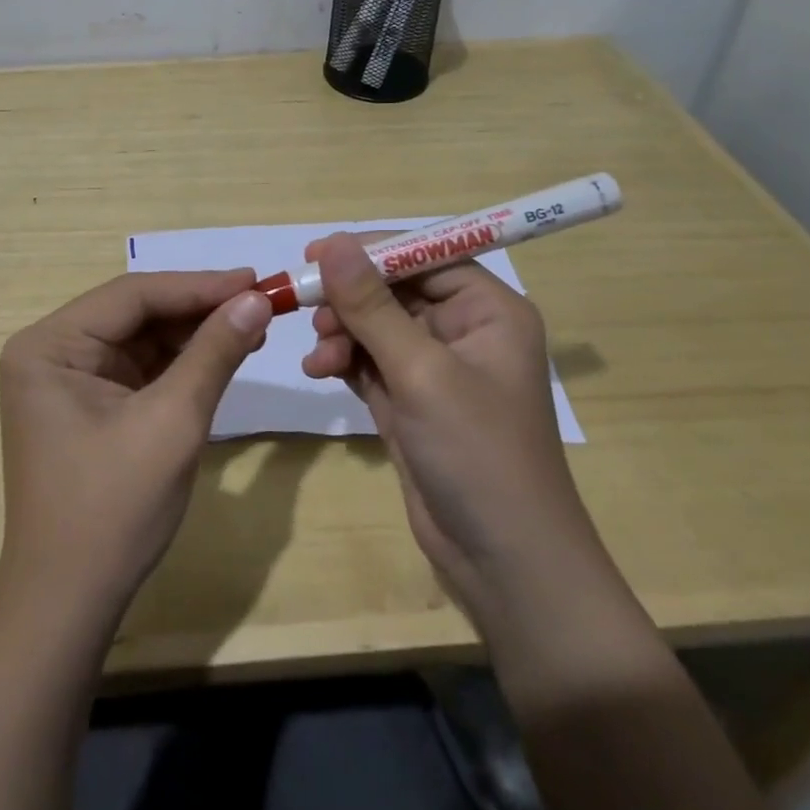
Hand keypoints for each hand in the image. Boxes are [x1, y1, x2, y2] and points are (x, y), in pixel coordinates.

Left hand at [0, 270, 273, 617]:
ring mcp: (68, 379)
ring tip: (252, 326)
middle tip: (259, 302)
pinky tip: (222, 355)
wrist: (70, 606)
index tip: (255, 280)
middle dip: (198, 309)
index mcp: (49, 345)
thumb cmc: (113, 509)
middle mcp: (52, 351)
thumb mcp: (172, 421)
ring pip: (142, 338)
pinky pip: (140, 368)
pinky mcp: (88, 405)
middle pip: (136, 313)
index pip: (133, 295)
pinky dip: (181, 363)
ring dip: (194, 334)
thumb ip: (214, 352)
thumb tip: (256, 299)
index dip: (198, 286)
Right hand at [301, 233, 600, 629]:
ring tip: (318, 353)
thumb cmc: (477, 453)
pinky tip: (319, 370)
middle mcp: (465, 330)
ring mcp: (436, 368)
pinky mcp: (412, 400)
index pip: (425, 256)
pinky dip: (344, 360)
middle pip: (395, 289)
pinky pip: (370, 361)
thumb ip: (372, 306)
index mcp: (488, 310)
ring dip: (342, 331)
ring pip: (376, 325)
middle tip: (305, 304)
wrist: (504, 565)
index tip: (316, 252)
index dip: (371, 250)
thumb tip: (334, 243)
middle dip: (350, 298)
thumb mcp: (420, 372)